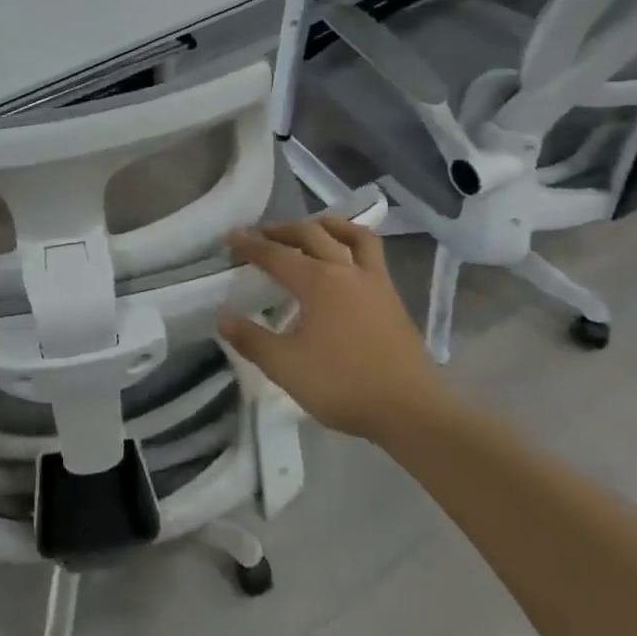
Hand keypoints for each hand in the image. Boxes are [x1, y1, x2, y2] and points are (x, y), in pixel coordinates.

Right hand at [220, 217, 451, 442]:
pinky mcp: (393, 298)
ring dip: (328, 226)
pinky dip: (354, 245)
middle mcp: (345, 271)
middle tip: (263, 233)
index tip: (231, 237)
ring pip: (352, 236)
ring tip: (313, 229)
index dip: (250, 245)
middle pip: (312, 234)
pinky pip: (372, 255)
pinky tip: (347, 263)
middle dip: (283, 229)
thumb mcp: (286, 367)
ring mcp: (374, 282)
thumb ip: (252, 340)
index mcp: (317, 282)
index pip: (276, 254)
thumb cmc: (343, 385)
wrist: (411, 410)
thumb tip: (224, 318)